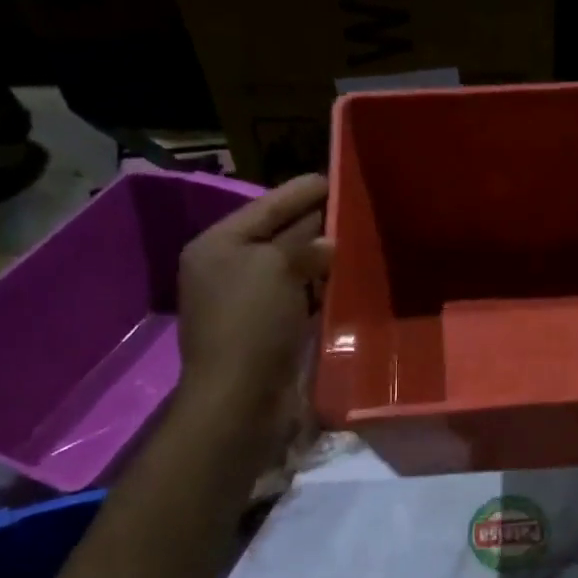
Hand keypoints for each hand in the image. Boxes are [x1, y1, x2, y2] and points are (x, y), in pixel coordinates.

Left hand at [175, 174, 331, 409]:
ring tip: (359, 240)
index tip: (333, 178)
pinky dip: (322, 292)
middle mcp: (229, 271)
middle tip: (353, 206)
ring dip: (322, 260)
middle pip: (278, 238)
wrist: (241, 400)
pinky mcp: (270, 334)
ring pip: (292, 272)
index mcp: (218, 246)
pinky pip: (300, 301)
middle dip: (313, 224)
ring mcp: (249, 305)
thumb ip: (303, 245)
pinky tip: (350, 282)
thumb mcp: (275, 268)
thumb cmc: (251, 323)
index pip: (265, 208)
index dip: (299, 192)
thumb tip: (328, 242)